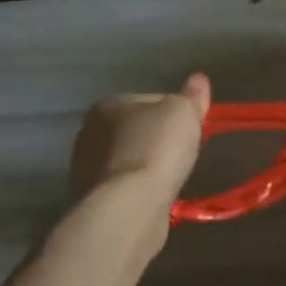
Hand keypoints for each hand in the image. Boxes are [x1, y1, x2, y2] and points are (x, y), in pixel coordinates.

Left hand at [65, 74, 210, 207]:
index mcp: (108, 105)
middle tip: (182, 153)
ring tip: (170, 178)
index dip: (173, 112)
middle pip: (136, 130)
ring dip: (146, 166)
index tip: (190, 127)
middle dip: (156, 140)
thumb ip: (191, 96)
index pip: (149, 100)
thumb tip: (198, 79)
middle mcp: (89, 132)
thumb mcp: (184, 112)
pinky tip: (155, 197)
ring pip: (128, 160)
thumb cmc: (156, 149)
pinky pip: (124, 187)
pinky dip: (139, 190)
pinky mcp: (91, 200)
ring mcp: (86, 169)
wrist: (128, 207)